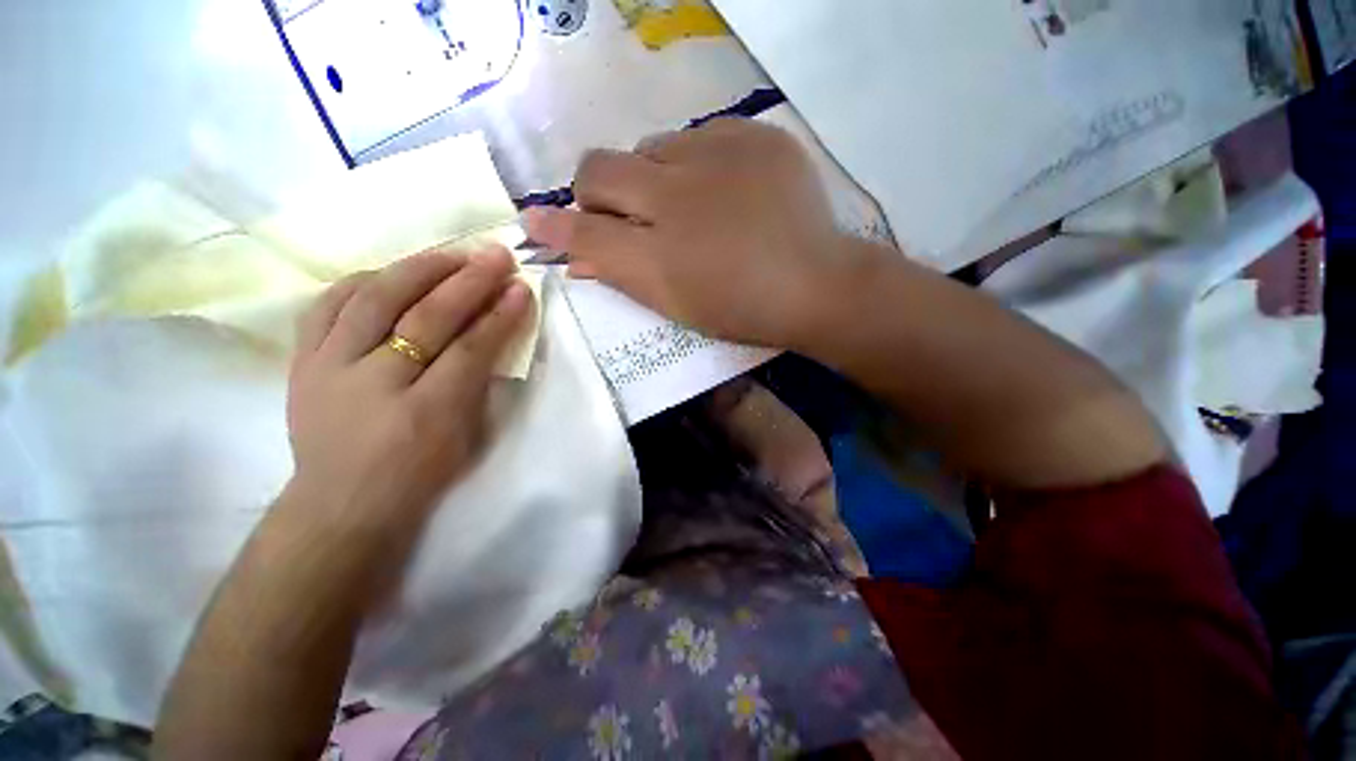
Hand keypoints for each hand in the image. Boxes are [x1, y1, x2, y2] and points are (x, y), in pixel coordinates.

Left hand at [282, 248, 530, 541]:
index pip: (471, 349)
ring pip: (375, 299)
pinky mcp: (301, 361)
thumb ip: (480, 382)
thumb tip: (495, 330)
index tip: (521, 288)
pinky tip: (392, 271)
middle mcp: (373, 383)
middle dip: (469, 282)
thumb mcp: (467, 438)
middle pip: (427, 317)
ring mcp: (328, 367)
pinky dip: (364, 280)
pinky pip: (329, 304)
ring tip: (452, 254)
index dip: (499, 315)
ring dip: (420, 269)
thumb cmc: (418, 474)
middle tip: (497, 256)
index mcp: (425, 413)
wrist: (341, 503)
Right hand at [525, 119, 879, 349]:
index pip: (583, 229)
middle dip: (597, 193)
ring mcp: (718, 156)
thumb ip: (622, 275)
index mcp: (659, 254)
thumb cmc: (742, 309)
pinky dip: (697, 161)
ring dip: (653, 177)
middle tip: (625, 214)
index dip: (555, 226)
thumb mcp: (676, 304)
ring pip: (651, 147)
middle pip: (601, 169)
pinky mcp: (756, 137)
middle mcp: (676, 196)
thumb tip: (576, 256)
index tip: (536, 223)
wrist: (816, 286)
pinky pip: (701, 135)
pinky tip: (721, 188)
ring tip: (686, 206)